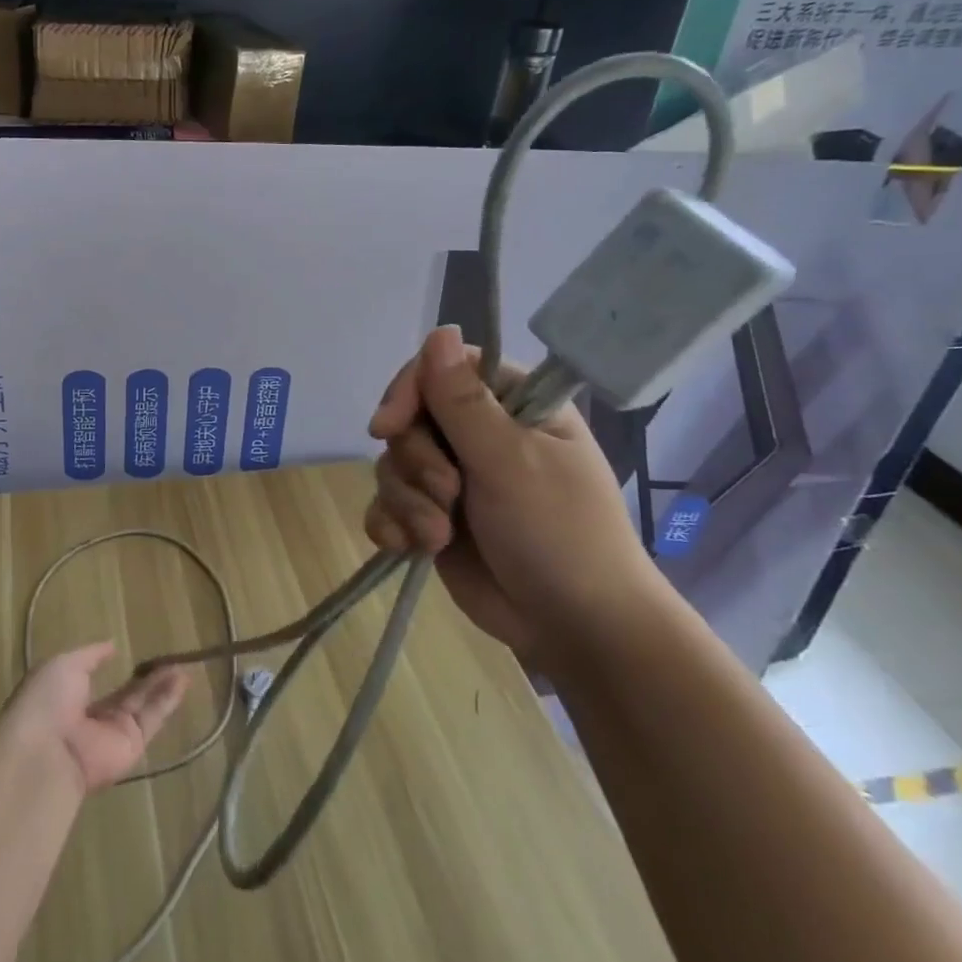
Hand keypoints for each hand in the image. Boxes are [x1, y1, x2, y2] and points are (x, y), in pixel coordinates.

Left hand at [6, 643, 189, 793]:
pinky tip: (182, 680)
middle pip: (125, 695)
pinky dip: (168, 700)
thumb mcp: (64, 664)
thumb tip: (111, 645)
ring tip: (182, 666)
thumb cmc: (47, 700)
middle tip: (168, 658)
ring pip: (143, 705)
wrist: (48, 752)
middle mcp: (92, 718)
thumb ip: (91, 655)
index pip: (94, 681)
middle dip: (145, 678)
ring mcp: (113, 734)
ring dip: (162, 686)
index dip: (110, 667)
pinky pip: (152, 719)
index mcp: (68, 698)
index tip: (127, 651)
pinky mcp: (133, 746)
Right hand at [365, 325, 665, 669]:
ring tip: (437, 535)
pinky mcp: (434, 518)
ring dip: (406, 501)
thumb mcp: (510, 461)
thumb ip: (464, 401)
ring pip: (394, 465)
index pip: (441, 371)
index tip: (387, 426)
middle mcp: (480, 436)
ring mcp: (454, 479)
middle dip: (416, 462)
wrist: (574, 629)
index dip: (407, 393)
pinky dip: (391, 524)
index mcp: (513, 407)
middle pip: (409, 420)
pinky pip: (388, 504)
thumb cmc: (558, 534)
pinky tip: (407, 547)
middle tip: (447, 494)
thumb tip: (439, 331)